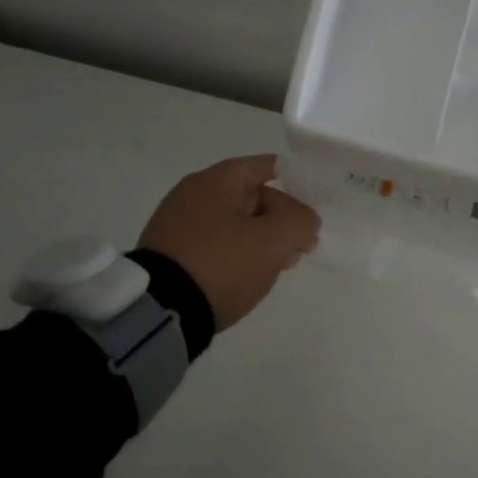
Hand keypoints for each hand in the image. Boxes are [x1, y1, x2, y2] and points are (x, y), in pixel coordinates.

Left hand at [138, 155, 320, 331]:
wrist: (162, 310)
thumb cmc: (222, 264)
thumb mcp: (274, 240)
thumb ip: (301, 222)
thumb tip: (305, 221)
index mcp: (217, 179)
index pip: (268, 167)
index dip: (297, 183)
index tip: (315, 209)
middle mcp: (194, 192)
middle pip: (253, 197)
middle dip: (282, 220)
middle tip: (301, 249)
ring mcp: (178, 223)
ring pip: (236, 223)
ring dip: (261, 240)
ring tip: (278, 267)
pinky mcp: (171, 252)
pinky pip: (216, 244)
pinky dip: (237, 254)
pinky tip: (248, 277)